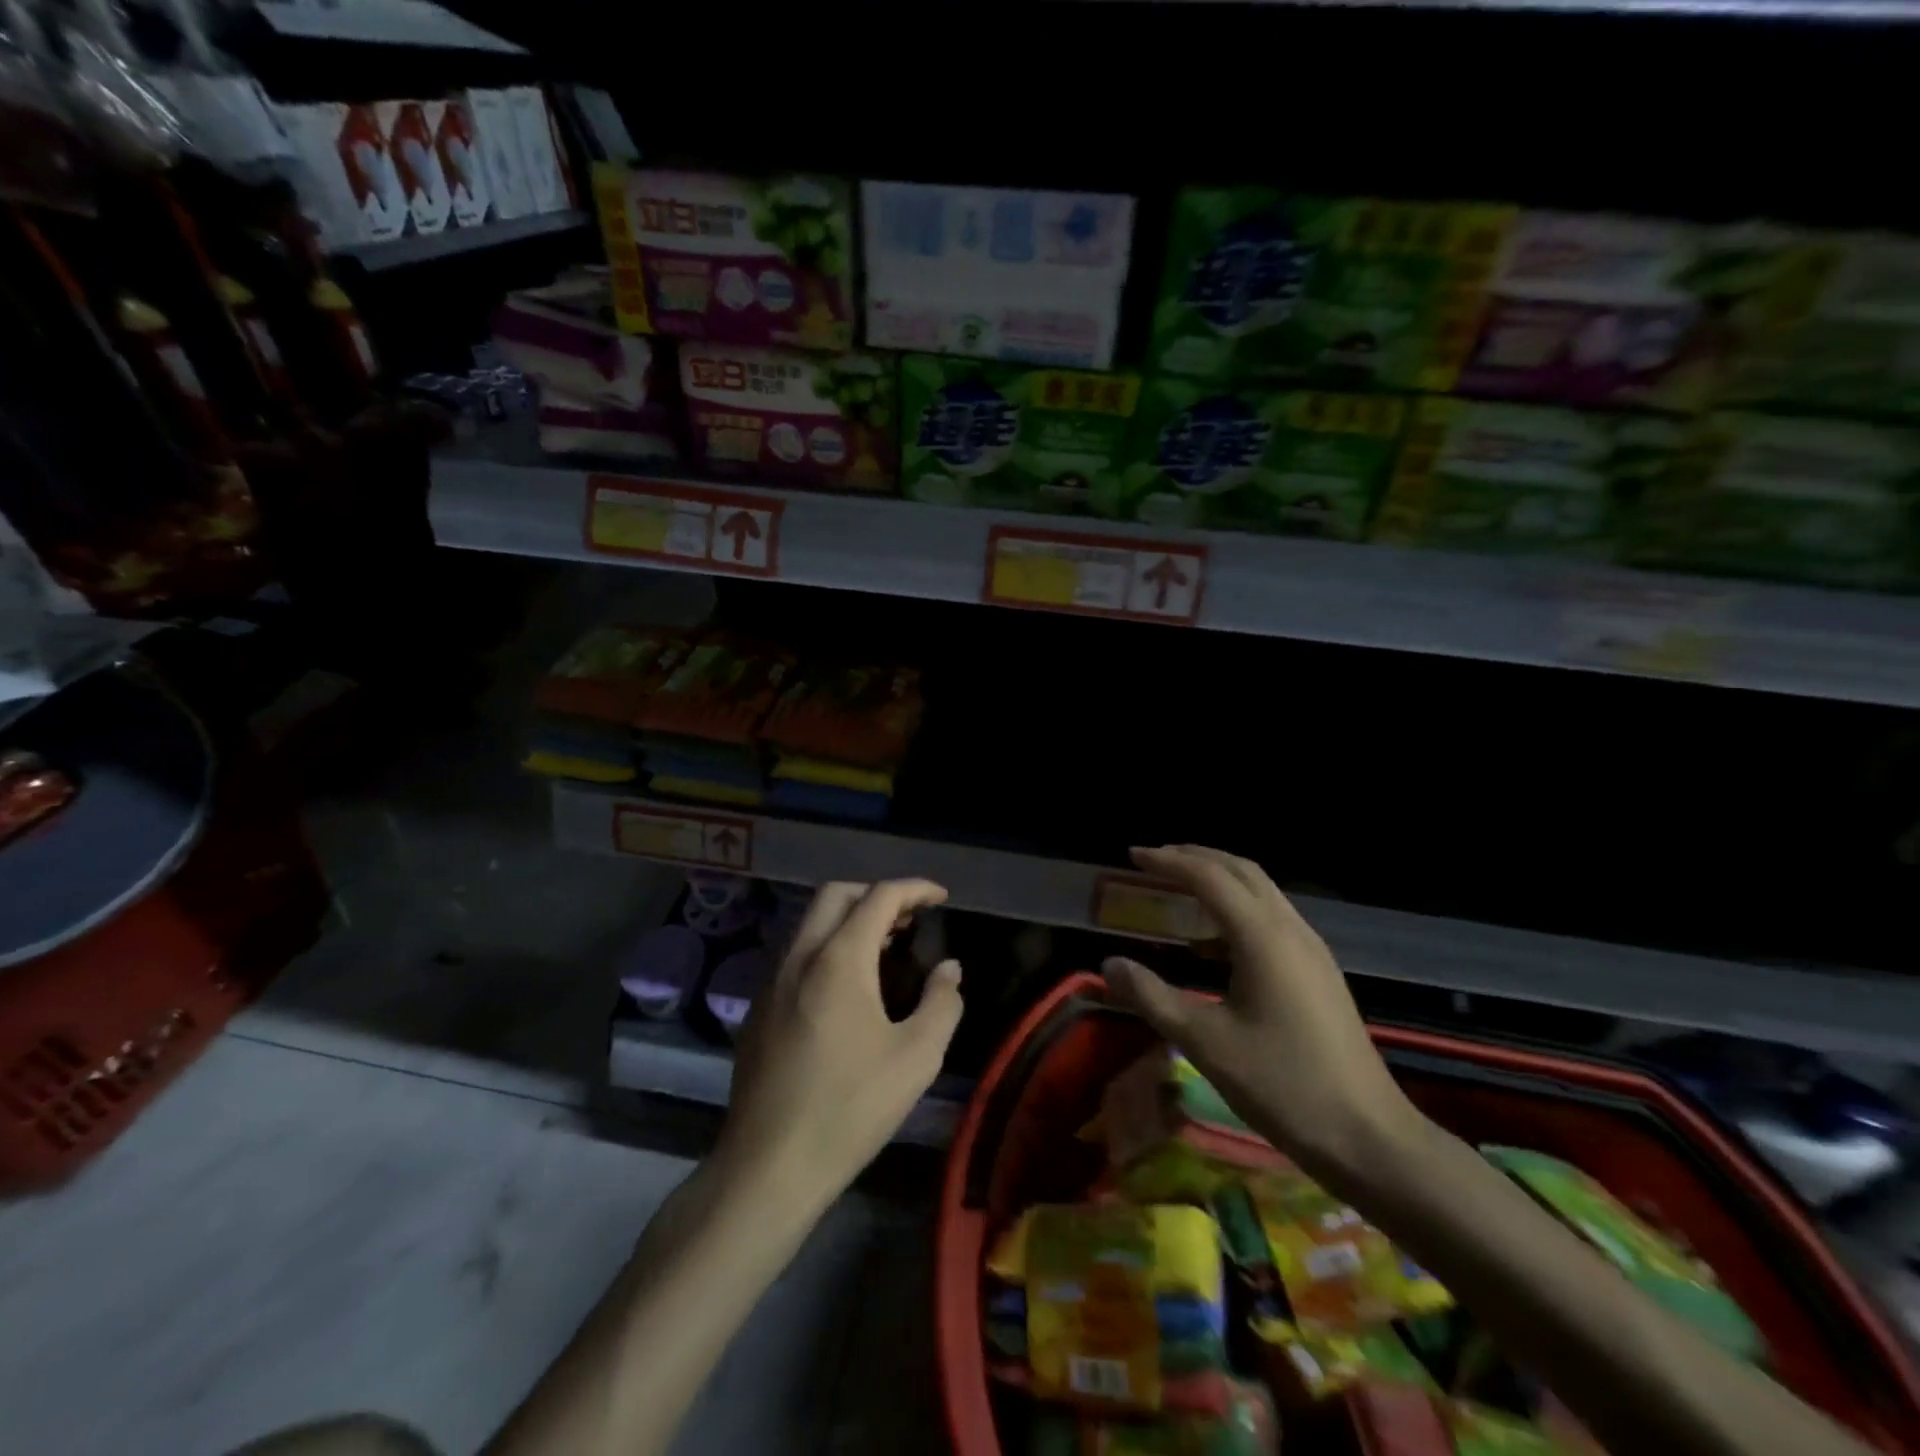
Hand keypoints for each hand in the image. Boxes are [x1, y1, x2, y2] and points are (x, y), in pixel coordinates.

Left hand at [718, 880, 962, 1216]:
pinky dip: (826, 947)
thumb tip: (948, 969)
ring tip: (885, 948)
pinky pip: (796, 955)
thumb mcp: (916, 1058)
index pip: (880, 897)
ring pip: (810, 923)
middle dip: (876, 894)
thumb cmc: (850, 1108)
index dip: (915, 888)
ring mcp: (771, 981)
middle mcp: (799, 956)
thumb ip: (942, 1003)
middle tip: (910, 918)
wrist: (768, 1166)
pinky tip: (846, 989)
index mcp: (839, 958)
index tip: (941, 897)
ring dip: (849, 919)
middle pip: (836, 895)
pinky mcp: (757, 1010)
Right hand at [1102, 846, 1418, 1175]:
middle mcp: (1291, 930)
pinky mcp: (1320, 973)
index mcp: (1263, 937)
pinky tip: (1212, 947)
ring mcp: (1312, 950)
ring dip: (1218, 881)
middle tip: (1154, 861)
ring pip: (1261, 893)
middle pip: (1241, 871)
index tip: (1132, 856)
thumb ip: (1153, 997)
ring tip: (1178, 894)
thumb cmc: (1283, 1085)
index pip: (1209, 877)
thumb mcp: (1205, 1042)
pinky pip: (1272, 919)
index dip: (1168, 861)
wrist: (1370, 1138)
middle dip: (1196, 858)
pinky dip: (1236, 911)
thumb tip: (1109, 964)